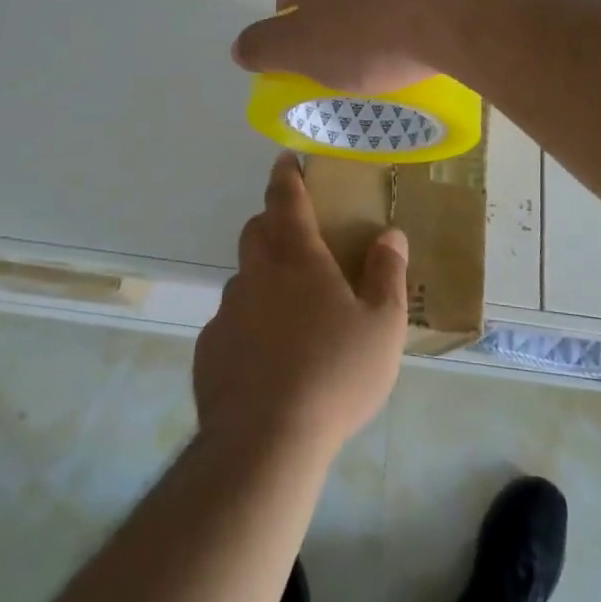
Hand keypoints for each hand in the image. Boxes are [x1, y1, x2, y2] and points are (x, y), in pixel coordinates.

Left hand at [194, 155, 408, 459]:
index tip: (285, 159)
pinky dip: (247, 325)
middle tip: (296, 238)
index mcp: (298, 261)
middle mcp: (257, 275)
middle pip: (256, 231)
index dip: (286, 176)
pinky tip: (266, 360)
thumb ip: (388, 275)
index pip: (286, 201)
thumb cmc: (334, 375)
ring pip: (243, 278)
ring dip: (261, 278)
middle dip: (271, 222)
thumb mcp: (382, 327)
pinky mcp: (209, 351)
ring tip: (288, 312)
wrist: (265, 442)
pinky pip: (230, 323)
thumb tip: (391, 234)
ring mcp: (227, 312)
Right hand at [232, 0, 476, 93]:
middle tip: (348, 64)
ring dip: (373, 22)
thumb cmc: (367, 32)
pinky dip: (407, 18)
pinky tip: (418, 44)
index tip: (315, 63)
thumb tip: (240, 47)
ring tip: (387, 59)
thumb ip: (263, 47)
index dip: (297, 33)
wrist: (455, 14)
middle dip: (337, 25)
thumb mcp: (300, 50)